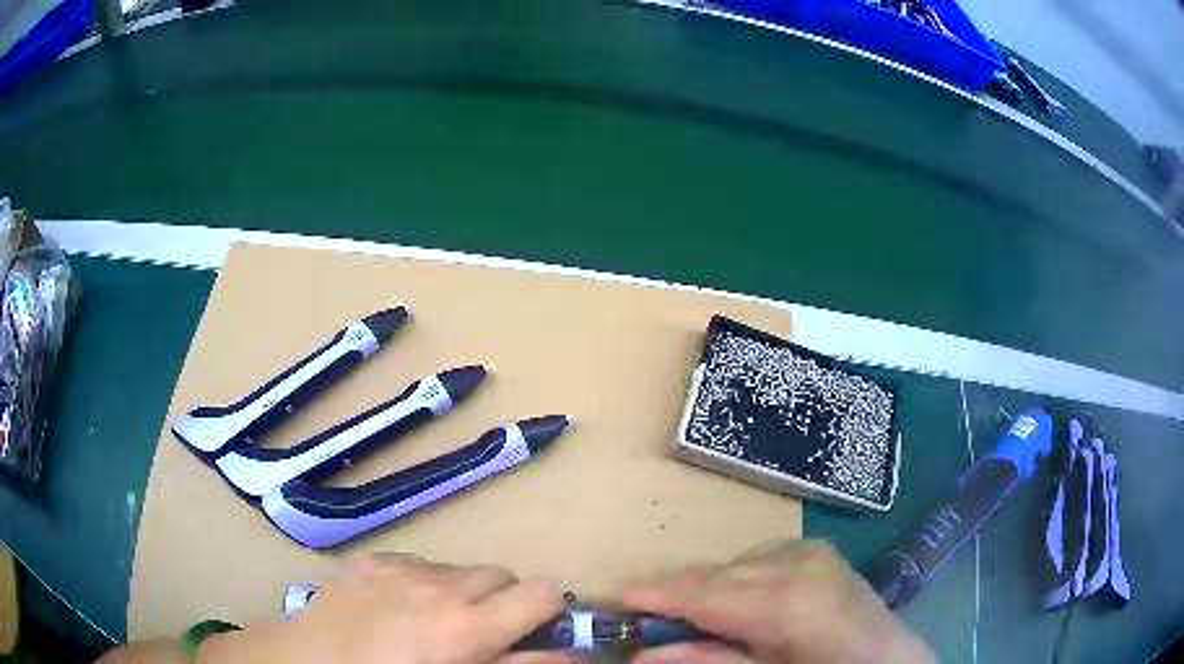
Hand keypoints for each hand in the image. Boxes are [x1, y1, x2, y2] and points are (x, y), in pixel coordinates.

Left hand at [199, 553, 567, 663]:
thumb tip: (566, 654)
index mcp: (465, 626)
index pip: (542, 592)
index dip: (551, 611)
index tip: (542, 632)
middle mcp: (439, 586)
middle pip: (502, 575)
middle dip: (505, 604)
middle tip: (485, 635)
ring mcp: (401, 568)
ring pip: (461, 570)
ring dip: (464, 594)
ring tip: (436, 625)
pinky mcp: (372, 561)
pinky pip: (420, 564)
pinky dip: (425, 584)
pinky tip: (400, 610)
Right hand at [623, 540, 934, 663]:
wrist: (888, 659)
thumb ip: (707, 662)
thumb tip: (644, 654)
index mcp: (787, 601)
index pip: (705, 591)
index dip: (658, 596)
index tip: (620, 603)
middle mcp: (799, 563)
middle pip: (716, 573)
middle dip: (677, 593)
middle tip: (646, 617)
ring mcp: (811, 551)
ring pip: (734, 563)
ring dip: (708, 588)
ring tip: (696, 618)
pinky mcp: (817, 550)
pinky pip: (759, 559)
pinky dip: (737, 579)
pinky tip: (740, 604)